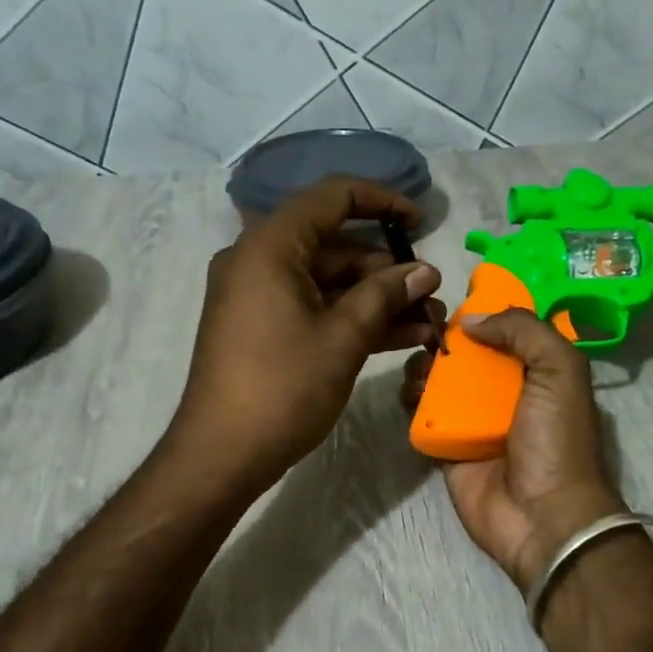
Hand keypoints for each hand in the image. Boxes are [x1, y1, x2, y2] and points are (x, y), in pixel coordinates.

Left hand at [169, 176, 444, 490]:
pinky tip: (400, 336)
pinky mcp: (261, 326)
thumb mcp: (343, 338)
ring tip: (427, 320)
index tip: (421, 222)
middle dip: (387, 268)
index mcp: (270, 246)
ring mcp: (257, 295)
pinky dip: (351, 317)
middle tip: (431, 293)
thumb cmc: (283, 388)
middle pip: (333, 243)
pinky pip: (313, 306)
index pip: (332, 197)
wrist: (221, 455)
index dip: (382, 201)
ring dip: (376, 298)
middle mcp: (258, 260)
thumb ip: (385, 295)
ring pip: (327, 280)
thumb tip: (425, 272)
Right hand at [402, 309, 625, 593]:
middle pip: (467, 355)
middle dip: (445, 341)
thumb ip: (523, 331)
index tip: (455, 302)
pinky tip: (409, 391)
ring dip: (424, 367)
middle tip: (427, 335)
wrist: (542, 517)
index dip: (484, 314)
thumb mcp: (560, 370)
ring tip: (418, 365)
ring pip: (441, 383)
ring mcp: (474, 423)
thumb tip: (471, 320)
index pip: (508, 333)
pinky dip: (412, 400)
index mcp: (539, 374)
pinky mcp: (447, 449)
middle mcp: (506, 395)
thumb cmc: (556, 440)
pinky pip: (423, 417)